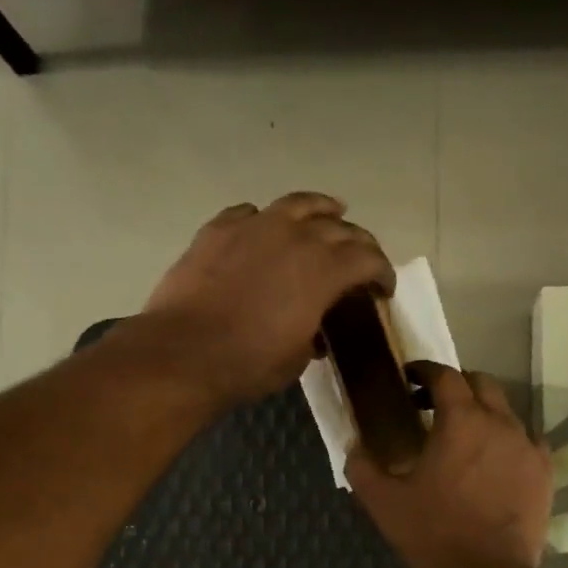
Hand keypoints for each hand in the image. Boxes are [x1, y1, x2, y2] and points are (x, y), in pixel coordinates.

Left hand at [142, 193, 395, 403]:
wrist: (183, 353)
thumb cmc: (249, 364)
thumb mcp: (297, 357)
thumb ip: (314, 331)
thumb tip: (313, 330)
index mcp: (324, 269)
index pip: (368, 258)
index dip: (382, 272)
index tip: (383, 288)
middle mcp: (295, 236)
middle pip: (339, 227)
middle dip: (358, 242)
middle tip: (361, 258)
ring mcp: (254, 226)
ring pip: (298, 203)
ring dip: (320, 209)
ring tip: (329, 214)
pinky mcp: (219, 229)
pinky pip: (251, 213)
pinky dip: (266, 220)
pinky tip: (264, 230)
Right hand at [348, 362, 553, 567]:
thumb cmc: (432, 535)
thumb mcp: (384, 502)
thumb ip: (363, 466)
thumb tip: (354, 445)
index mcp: (460, 420)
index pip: (445, 375)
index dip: (425, 371)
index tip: (411, 378)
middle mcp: (500, 422)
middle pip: (482, 383)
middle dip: (458, 386)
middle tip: (436, 404)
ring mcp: (528, 446)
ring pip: (507, 412)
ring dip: (484, 414)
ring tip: (466, 437)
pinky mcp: (545, 471)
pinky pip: (527, 441)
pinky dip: (508, 441)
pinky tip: (495, 462)